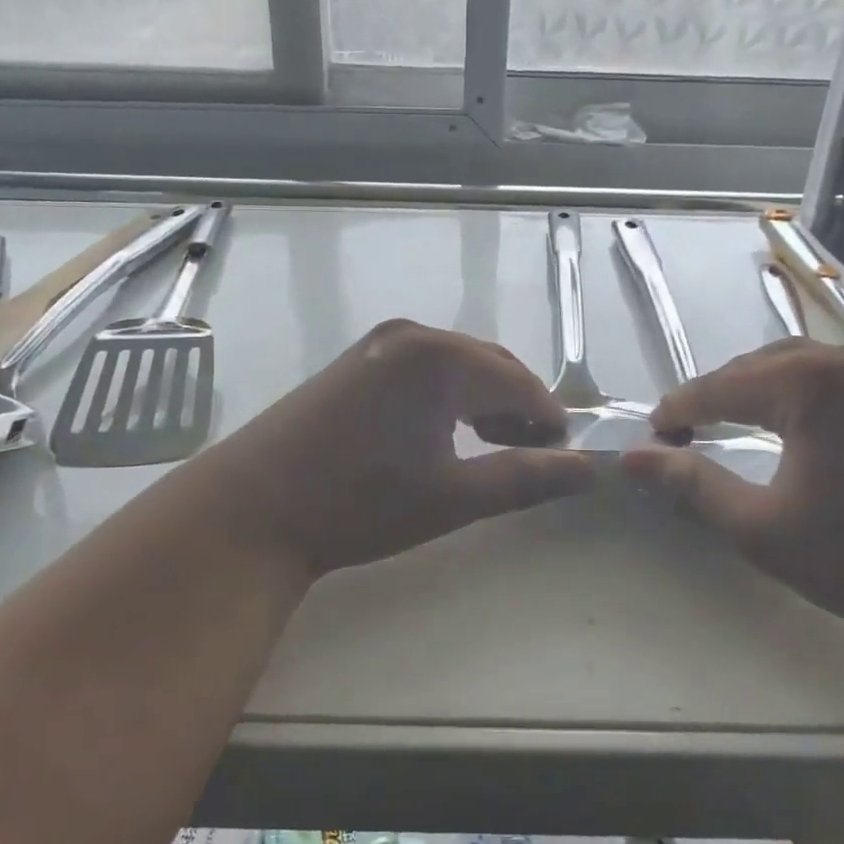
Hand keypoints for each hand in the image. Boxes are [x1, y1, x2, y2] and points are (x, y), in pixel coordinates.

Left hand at [175, 320, 593, 577]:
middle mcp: (412, 335)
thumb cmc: (359, 503)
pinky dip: (447, 395)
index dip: (549, 418)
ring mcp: (378, 343)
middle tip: (533, 454)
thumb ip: (526, 477)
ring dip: (484, 400)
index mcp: (440, 358)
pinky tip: (444, 431)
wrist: (253, 507)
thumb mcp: (453, 497)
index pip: (519, 381)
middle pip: (489, 365)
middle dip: (518, 406)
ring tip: (495, 446)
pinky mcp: (356, 360)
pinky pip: (422, 368)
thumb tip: (590, 469)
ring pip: (456, 365)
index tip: (565, 455)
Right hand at [621, 340, 843, 657]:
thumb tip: (631, 459)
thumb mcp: (765, 530)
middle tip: (685, 440)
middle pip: (755, 367)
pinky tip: (796, 430)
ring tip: (732, 431)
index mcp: (807, 382)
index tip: (651, 442)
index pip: (716, 387)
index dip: (676, 413)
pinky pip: (835, 377)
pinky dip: (799, 396)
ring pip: (797, 366)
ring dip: (756, 394)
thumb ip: (692, 487)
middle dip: (714, 399)